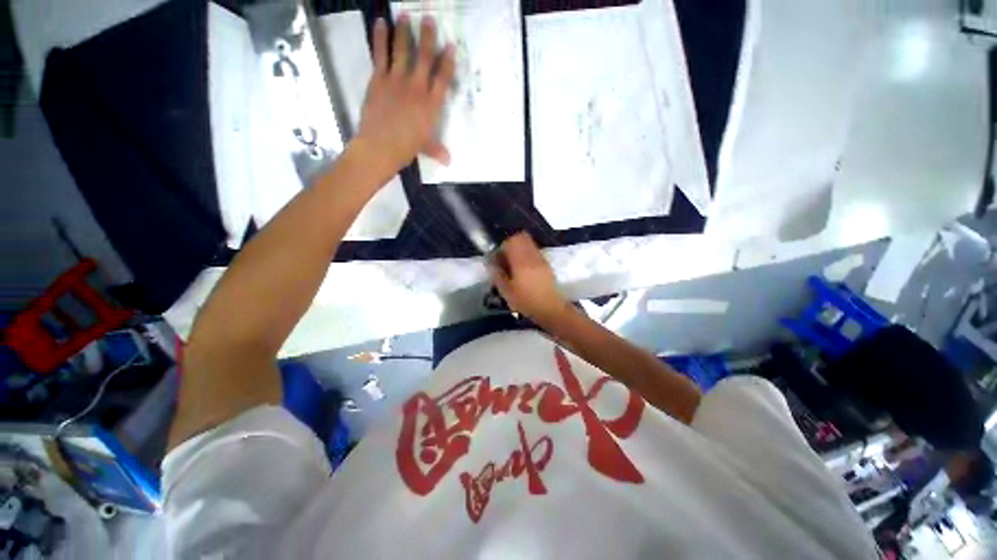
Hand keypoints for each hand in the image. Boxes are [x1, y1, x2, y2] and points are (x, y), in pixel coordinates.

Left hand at [356, 16, 454, 171]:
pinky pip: (380, 54)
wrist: (380, 146)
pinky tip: (381, 23)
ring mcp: (397, 80)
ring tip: (405, 14)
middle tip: (429, 18)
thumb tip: (449, 161)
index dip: (447, 61)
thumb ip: (438, 150)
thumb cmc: (406, 149)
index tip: (450, 46)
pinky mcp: (379, 78)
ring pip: (403, 50)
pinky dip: (381, 37)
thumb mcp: (426, 148)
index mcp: (431, 105)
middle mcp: (417, 87)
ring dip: (404, 30)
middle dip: (428, 36)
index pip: (443, 78)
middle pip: (424, 57)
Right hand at [490, 232, 570, 323]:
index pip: (510, 241)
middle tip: (504, 259)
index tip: (497, 259)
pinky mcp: (546, 264)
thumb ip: (497, 274)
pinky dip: (526, 255)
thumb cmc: (526, 301)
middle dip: (510, 245)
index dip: (501, 247)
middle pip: (521, 237)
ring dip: (518, 249)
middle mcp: (532, 255)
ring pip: (528, 244)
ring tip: (513, 265)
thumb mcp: (507, 291)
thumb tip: (490, 263)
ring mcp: (541, 258)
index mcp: (521, 260)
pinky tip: (523, 270)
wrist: (550, 309)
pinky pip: (533, 252)